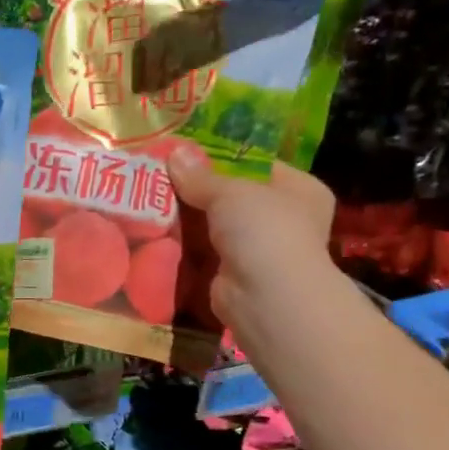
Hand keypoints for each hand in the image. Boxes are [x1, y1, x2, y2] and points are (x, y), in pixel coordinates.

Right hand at [166, 142, 338, 331]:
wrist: (267, 297)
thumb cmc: (264, 231)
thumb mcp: (231, 191)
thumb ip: (200, 175)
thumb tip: (173, 152)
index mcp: (299, 189)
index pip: (257, 164)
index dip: (221, 157)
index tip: (183, 153)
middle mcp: (284, 218)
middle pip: (231, 195)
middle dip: (197, 189)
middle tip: (159, 175)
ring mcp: (258, 248)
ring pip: (213, 224)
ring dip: (186, 217)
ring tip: (148, 199)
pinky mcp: (232, 272)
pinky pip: (202, 251)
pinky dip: (183, 244)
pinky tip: (154, 231)